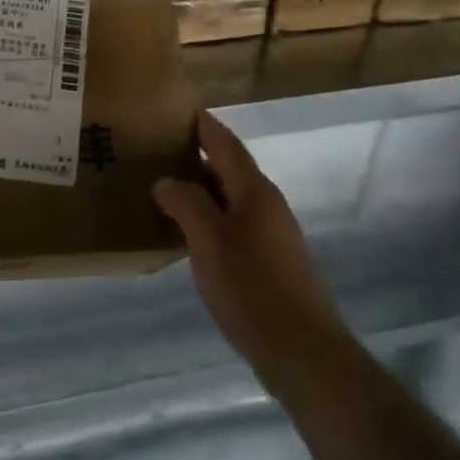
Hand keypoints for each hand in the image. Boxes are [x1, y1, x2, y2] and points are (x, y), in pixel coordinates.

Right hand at [153, 112, 347, 389]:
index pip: (226, 144)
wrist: (300, 350)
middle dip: (198, 157)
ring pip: (231, 200)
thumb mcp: (209, 240)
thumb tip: (166, 180)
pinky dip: (210, 219)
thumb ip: (186, 203)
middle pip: (230, 170)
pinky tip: (188, 235)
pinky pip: (234, 226)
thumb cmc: (251, 287)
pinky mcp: (270, 263)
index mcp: (255, 192)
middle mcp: (267, 206)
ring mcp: (272, 236)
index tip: (181, 109)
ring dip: (202, 190)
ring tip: (166, 189)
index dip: (205, 126)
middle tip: (159, 150)